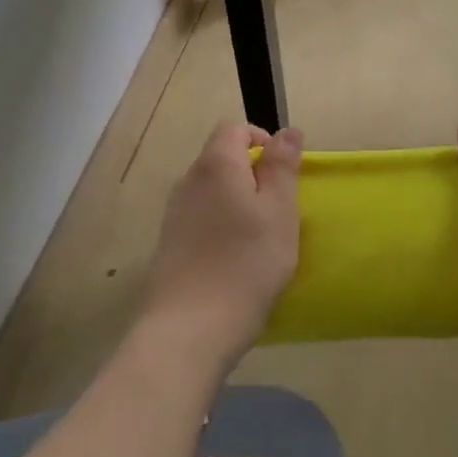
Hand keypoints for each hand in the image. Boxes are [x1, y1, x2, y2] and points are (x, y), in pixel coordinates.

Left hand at [143, 122, 303, 368]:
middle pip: (222, 158)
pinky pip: (201, 218)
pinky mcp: (170, 243)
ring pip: (213, 190)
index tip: (284, 173)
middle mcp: (189, 181)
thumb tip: (288, 130)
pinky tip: (236, 259)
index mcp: (216, 165)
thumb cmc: (246, 264)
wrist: (189, 329)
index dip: (263, 139)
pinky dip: (222, 226)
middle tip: (279, 211)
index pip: (235, 128)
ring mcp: (174, 213)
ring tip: (261, 238)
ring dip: (239, 202)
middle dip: (254, 174)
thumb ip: (283, 166)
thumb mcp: (280, 212)